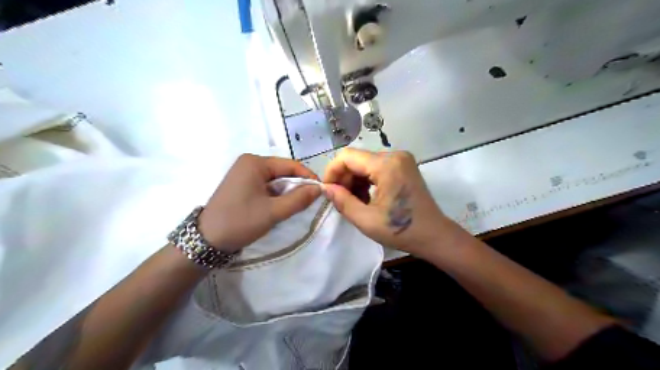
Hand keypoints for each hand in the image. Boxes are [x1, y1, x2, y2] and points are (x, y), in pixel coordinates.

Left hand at [198, 154, 322, 254]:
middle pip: (282, 171)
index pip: (290, 165)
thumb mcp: (273, 212)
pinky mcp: (241, 184)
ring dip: (287, 191)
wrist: (206, 240)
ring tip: (296, 205)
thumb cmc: (240, 221)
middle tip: (310, 201)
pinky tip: (280, 206)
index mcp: (255, 162)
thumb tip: (319, 189)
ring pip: (275, 179)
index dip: (308, 177)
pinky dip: (276, 195)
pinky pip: (266, 185)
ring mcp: (243, 173)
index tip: (322, 191)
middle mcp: (249, 162)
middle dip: (297, 185)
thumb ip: (298, 199)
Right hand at [324, 149, 453, 254]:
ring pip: (365, 163)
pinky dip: (366, 181)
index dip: (332, 172)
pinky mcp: (403, 166)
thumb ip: (342, 201)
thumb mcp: (366, 220)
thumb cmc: (401, 230)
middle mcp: (394, 155)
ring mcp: (401, 159)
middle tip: (340, 200)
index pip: (347, 156)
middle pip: (356, 159)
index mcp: (386, 165)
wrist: (434, 236)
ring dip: (355, 181)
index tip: (327, 191)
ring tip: (354, 202)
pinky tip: (366, 197)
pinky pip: (376, 168)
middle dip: (344, 178)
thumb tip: (326, 188)